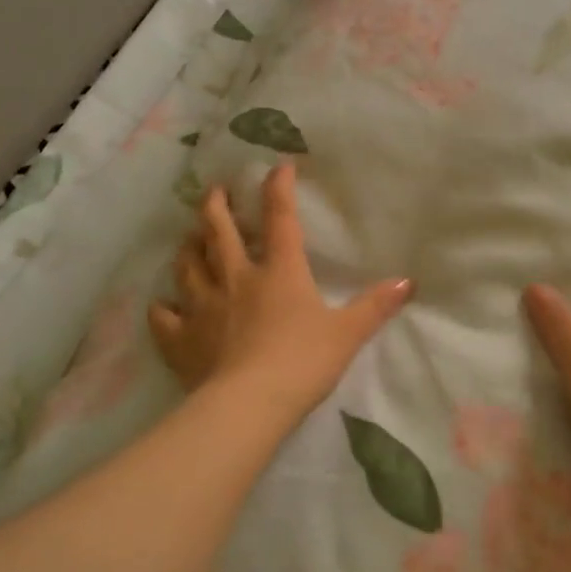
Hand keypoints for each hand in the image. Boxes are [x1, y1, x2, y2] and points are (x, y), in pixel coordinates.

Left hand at [149, 165, 412, 427]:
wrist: (249, 404)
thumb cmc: (303, 362)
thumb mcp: (347, 333)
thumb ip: (375, 306)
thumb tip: (408, 282)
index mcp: (279, 271)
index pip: (280, 218)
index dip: (279, 188)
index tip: (277, 167)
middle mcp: (236, 278)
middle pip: (219, 231)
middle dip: (216, 205)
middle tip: (214, 191)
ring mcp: (203, 306)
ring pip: (187, 265)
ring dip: (188, 246)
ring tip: (188, 236)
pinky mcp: (181, 338)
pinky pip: (164, 317)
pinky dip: (162, 309)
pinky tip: (162, 306)